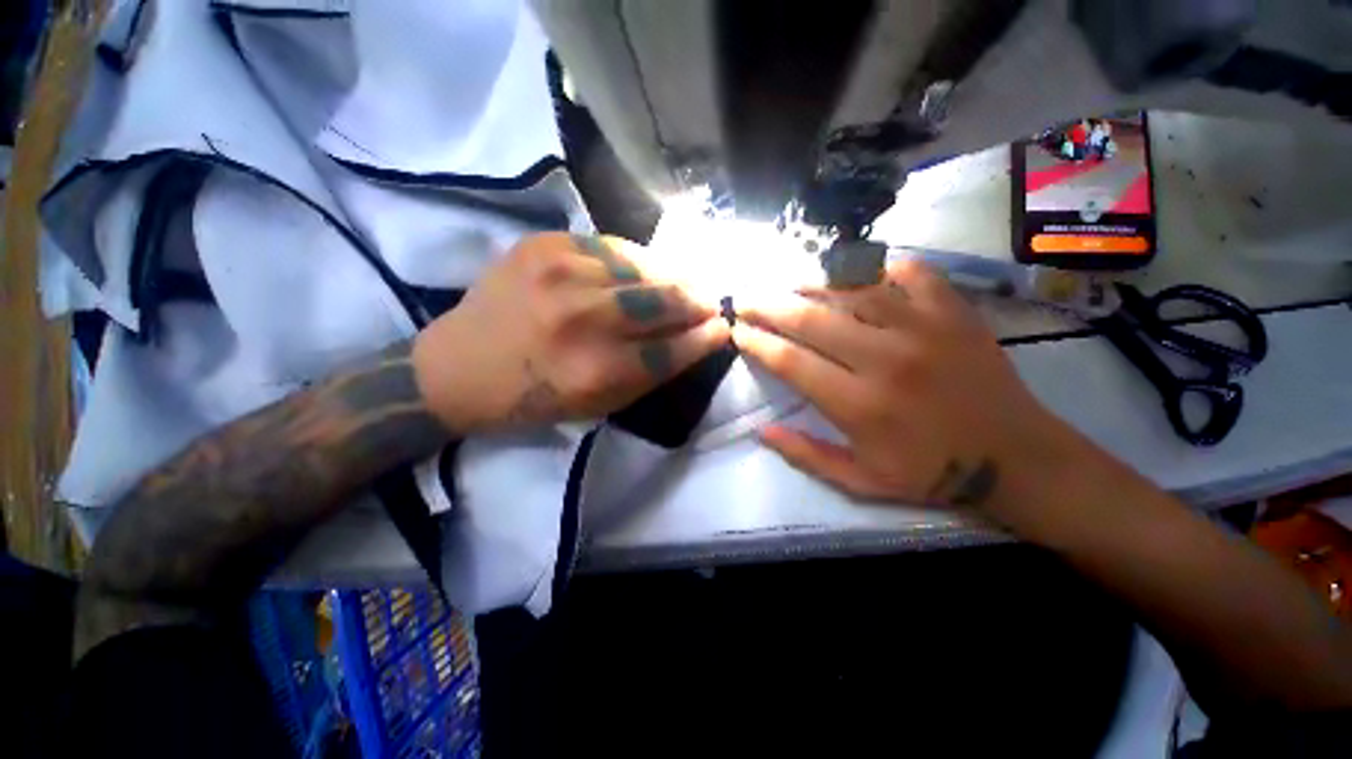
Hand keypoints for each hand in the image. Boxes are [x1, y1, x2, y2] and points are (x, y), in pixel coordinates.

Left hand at [413, 232, 730, 433]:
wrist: (458, 367)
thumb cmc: (533, 398)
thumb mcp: (596, 405)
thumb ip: (647, 374)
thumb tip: (689, 341)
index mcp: (594, 371)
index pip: (671, 349)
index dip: (703, 338)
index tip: (722, 327)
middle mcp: (581, 319)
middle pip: (661, 301)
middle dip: (695, 301)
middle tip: (709, 301)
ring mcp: (559, 274)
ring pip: (641, 267)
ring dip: (670, 277)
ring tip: (682, 284)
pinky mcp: (542, 245)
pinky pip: (609, 246)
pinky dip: (635, 260)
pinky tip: (643, 270)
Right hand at [732, 259, 1086, 526]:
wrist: (1015, 457)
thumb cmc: (931, 473)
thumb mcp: (860, 481)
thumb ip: (806, 455)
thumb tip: (762, 430)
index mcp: (858, 404)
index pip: (789, 361)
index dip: (756, 342)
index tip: (737, 331)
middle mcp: (884, 359)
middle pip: (810, 318)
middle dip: (767, 305)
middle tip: (746, 298)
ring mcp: (923, 328)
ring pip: (852, 286)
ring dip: (812, 281)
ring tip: (790, 282)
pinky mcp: (954, 312)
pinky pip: (909, 272)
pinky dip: (878, 266)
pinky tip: (858, 272)